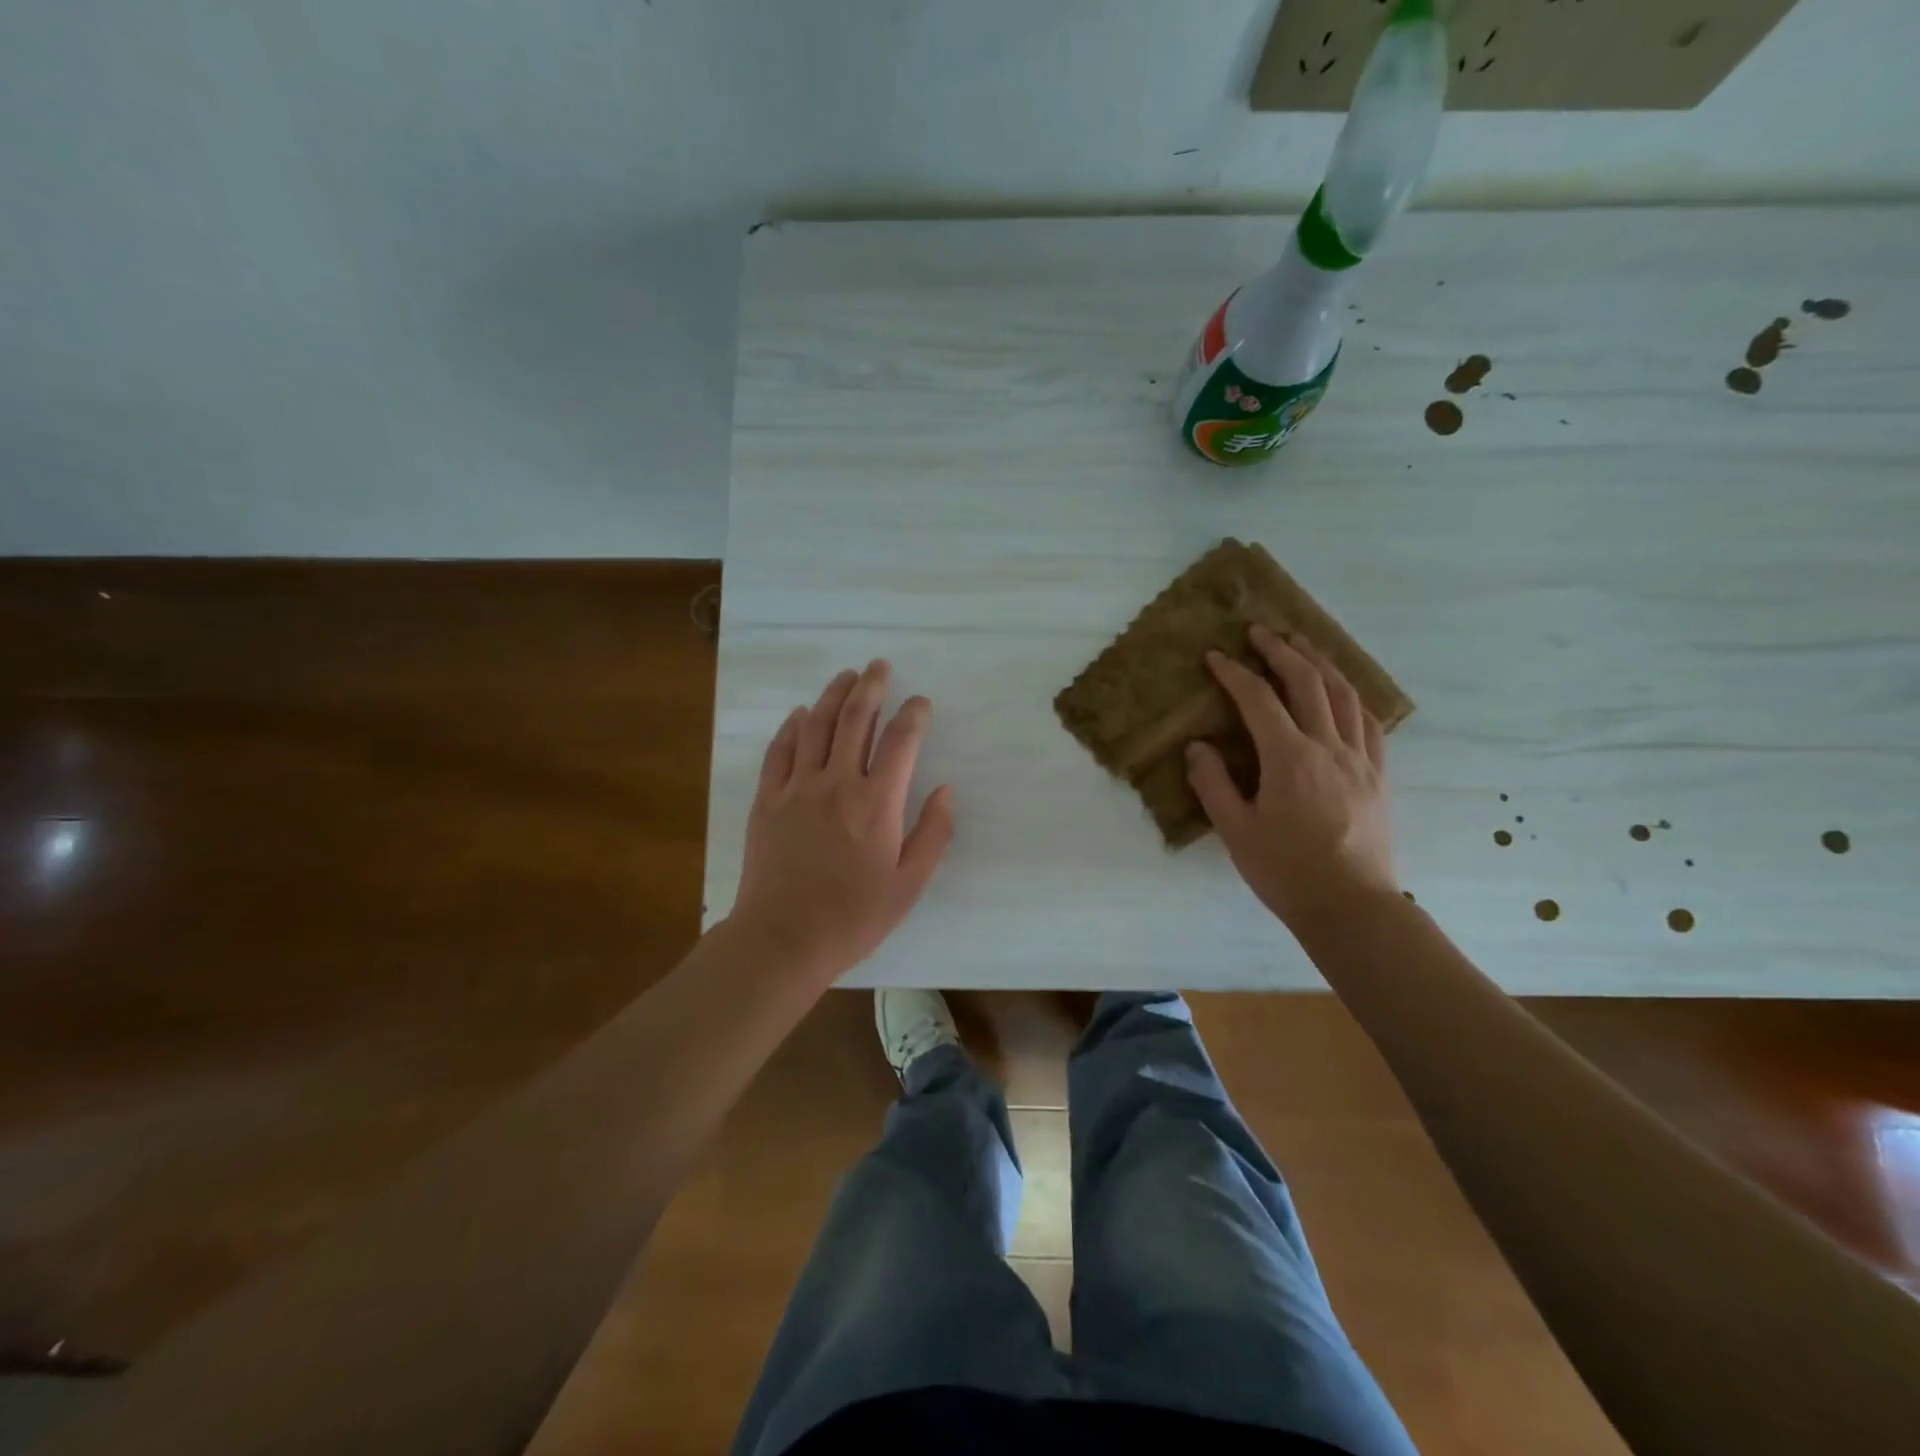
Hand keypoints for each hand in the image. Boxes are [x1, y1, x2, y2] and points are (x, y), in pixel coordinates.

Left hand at [731, 660, 954, 980]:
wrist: (783, 939)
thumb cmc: (854, 917)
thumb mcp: (909, 884)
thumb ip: (933, 833)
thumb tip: (947, 789)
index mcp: (877, 803)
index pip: (901, 741)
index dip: (914, 714)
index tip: (920, 702)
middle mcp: (837, 783)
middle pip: (855, 719)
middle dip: (871, 687)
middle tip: (879, 666)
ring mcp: (797, 788)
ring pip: (816, 725)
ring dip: (833, 695)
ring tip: (846, 675)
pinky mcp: (767, 799)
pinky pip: (780, 751)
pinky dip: (792, 726)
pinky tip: (801, 714)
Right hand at [1186, 625, 1396, 927]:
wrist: (1352, 907)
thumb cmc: (1286, 872)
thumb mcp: (1236, 831)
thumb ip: (1212, 784)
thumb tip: (1198, 747)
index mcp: (1289, 758)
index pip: (1259, 701)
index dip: (1235, 673)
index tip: (1216, 656)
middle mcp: (1329, 747)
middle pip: (1308, 683)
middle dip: (1281, 651)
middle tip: (1259, 631)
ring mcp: (1361, 759)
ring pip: (1346, 694)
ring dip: (1321, 663)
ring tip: (1302, 646)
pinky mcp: (1379, 775)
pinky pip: (1370, 722)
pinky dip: (1352, 697)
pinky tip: (1343, 693)